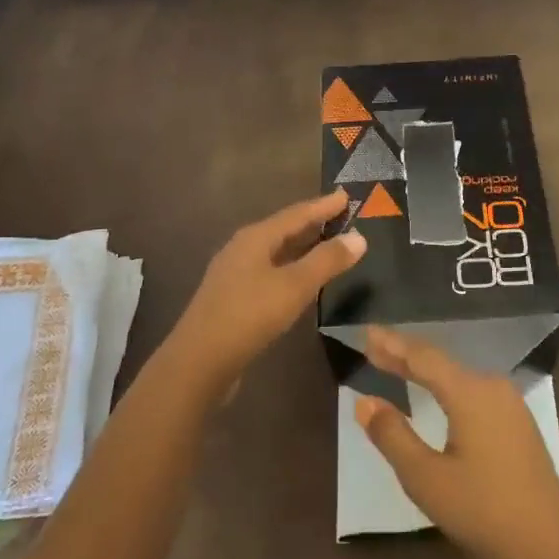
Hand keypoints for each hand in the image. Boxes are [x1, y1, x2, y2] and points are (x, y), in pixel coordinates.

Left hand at [165, 191, 366, 394]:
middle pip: (284, 229)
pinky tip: (301, 280)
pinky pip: (270, 271)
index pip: (297, 213)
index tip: (346, 195)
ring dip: (302, 247)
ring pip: (276, 252)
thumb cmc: (249, 315)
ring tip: (327, 244)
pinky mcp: (233, 298)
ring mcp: (234, 273)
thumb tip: (359, 236)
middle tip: (342, 217)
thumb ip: (327, 260)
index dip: (323, 205)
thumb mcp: (294, 286)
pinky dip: (291, 268)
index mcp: (255, 237)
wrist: (199, 362)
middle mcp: (242, 248)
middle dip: (313, 223)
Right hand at [354, 327, 558, 558]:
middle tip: (373, 346)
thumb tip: (365, 401)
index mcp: (470, 392)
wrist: (550, 551)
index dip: (392, 344)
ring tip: (396, 364)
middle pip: (441, 362)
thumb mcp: (426, 478)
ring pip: (458, 376)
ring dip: (426, 371)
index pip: (423, 357)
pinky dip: (446, 387)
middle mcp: (492, 387)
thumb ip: (393, 436)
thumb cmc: (483, 512)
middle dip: (405, 355)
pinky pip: (474, 392)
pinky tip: (437, 393)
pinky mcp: (518, 424)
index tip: (367, 331)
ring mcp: (511, 405)